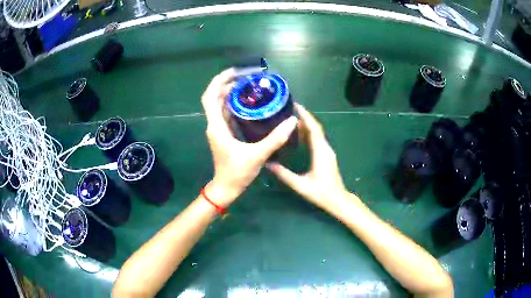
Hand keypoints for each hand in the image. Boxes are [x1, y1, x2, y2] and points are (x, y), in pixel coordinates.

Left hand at [201, 68, 297, 206]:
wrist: (226, 188)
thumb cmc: (237, 173)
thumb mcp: (257, 155)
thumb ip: (275, 138)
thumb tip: (292, 121)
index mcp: (217, 126)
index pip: (210, 97)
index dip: (219, 81)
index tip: (235, 72)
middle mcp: (214, 124)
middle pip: (215, 97)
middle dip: (228, 83)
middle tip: (247, 76)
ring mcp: (218, 129)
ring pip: (220, 104)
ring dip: (231, 93)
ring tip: (249, 84)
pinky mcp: (224, 134)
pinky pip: (226, 113)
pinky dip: (234, 104)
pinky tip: (249, 102)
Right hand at [266, 104, 349, 209]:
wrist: (337, 200)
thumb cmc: (321, 193)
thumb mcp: (300, 185)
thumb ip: (284, 175)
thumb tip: (268, 164)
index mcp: (320, 153)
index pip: (314, 129)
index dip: (306, 116)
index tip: (296, 106)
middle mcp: (325, 148)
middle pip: (316, 128)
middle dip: (304, 117)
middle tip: (290, 110)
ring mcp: (327, 151)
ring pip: (317, 133)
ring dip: (306, 125)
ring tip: (291, 120)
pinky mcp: (327, 155)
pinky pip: (318, 139)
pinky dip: (309, 133)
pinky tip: (299, 134)